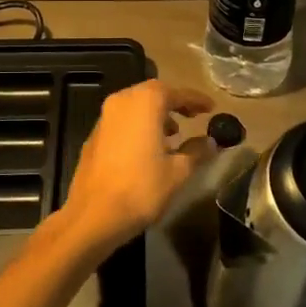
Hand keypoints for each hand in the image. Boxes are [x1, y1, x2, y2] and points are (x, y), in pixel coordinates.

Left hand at [54, 80, 215, 257]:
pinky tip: (148, 148)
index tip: (211, 107)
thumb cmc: (142, 188)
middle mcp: (122, 101)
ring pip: (135, 106)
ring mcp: (104, 117)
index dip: (196, 99)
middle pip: (152, 93)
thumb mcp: (178, 171)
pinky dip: (138, 125)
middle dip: (174, 103)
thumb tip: (211, 142)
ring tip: (172, 135)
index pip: (176, 92)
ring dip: (155, 114)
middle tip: (193, 116)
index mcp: (145, 102)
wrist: (94, 214)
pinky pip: (122, 121)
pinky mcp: (94, 135)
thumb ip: (197, 151)